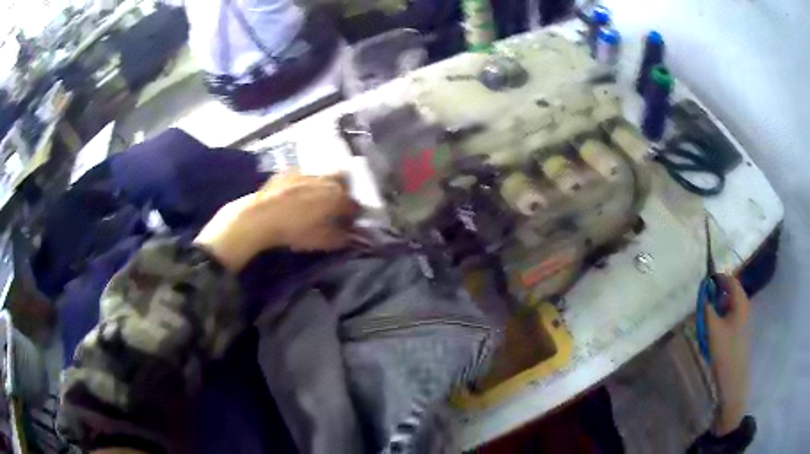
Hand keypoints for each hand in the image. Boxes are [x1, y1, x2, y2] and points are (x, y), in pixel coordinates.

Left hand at [194, 172, 359, 270]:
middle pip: (342, 182)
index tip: (349, 224)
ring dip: (323, 188)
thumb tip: (354, 237)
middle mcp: (325, 180)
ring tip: (314, 203)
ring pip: (322, 177)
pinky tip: (294, 197)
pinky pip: (302, 177)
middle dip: (342, 193)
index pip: (353, 204)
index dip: (353, 215)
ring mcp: (305, 173)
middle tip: (334, 208)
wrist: (260, 217)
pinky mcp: (287, 172)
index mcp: (337, 196)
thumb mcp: (322, 241)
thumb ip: (342, 238)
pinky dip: (303, 186)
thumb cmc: (294, 231)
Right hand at [705, 274, 750, 435]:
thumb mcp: (713, 329)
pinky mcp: (740, 332)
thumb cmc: (725, 352)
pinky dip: (721, 318)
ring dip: (717, 308)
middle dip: (716, 294)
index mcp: (741, 302)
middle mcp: (745, 307)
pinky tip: (712, 331)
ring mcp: (743, 320)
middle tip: (702, 303)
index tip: (704, 284)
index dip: (717, 279)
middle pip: (730, 293)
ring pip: (729, 306)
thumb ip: (707, 308)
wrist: (733, 380)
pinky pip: (730, 317)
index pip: (730, 280)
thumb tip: (703, 292)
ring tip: (705, 319)